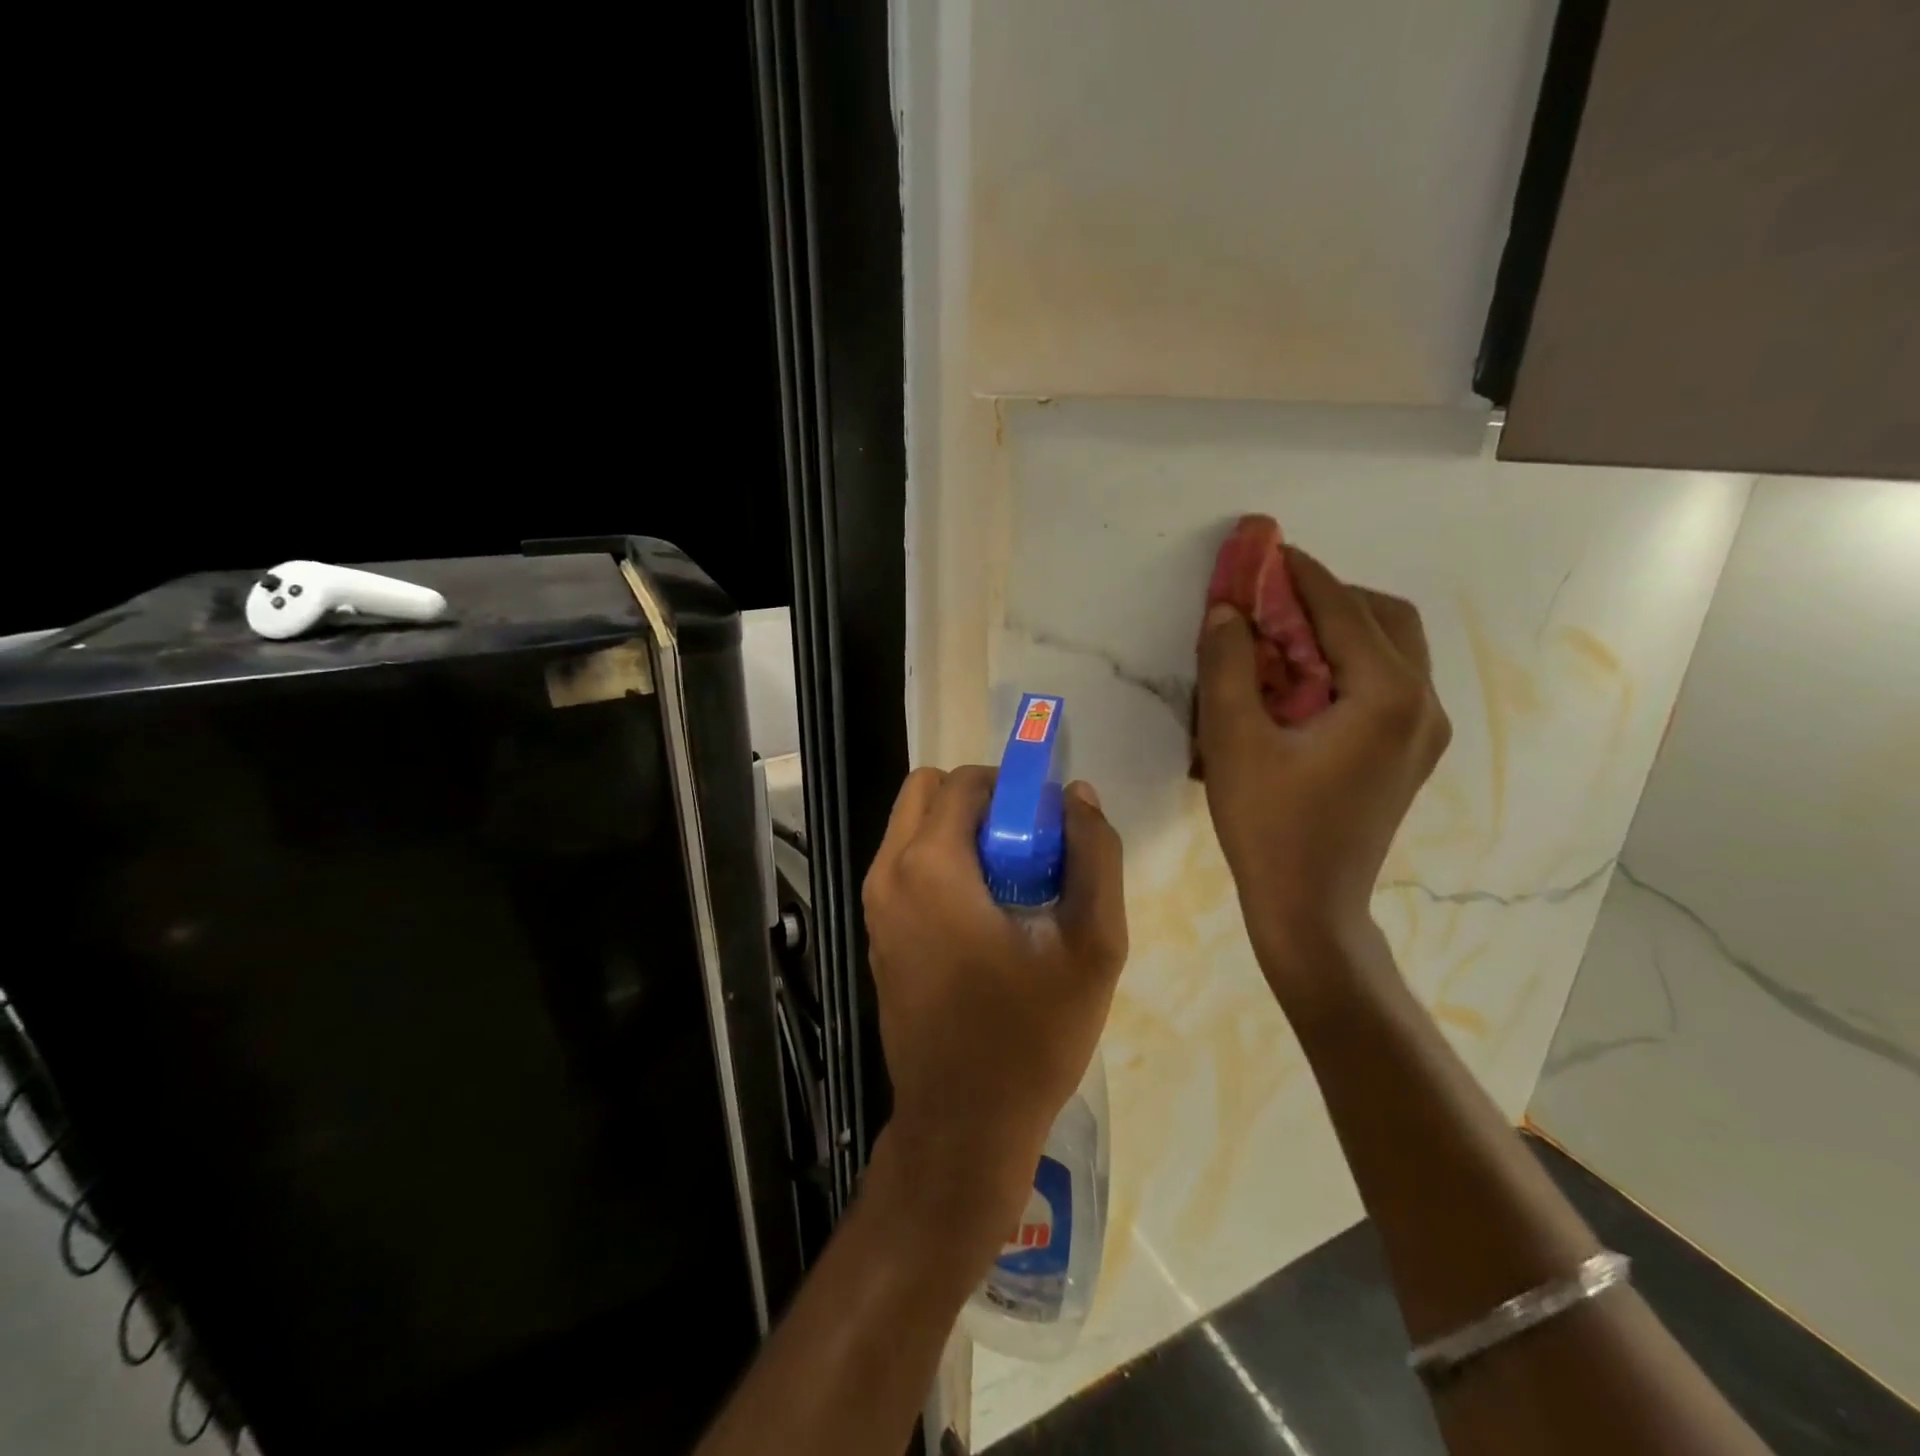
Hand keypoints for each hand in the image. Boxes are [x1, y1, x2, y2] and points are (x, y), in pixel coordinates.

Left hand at [862, 766, 1126, 1240]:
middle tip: (1028, 846)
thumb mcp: (1093, 945)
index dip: (1013, 787)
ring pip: (912, 827)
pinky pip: (906, 866)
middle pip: (927, 792)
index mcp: (930, 866)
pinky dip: (942, 863)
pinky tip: (985, 916)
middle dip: (980, 801)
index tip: (1048, 825)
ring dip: (961, 833)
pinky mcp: (877, 934)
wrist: (964, 1126)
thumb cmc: (1031, 1036)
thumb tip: (1079, 796)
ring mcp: (875, 907)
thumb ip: (1095, 857)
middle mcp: (888, 874)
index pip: (965, 782)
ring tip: (1012, 884)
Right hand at [1195, 548, 1450, 995]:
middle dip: (1326, 597)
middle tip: (1270, 600)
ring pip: (1391, 649)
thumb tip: (1227, 609)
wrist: (1310, 907)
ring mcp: (1425, 731)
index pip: (1341, 610)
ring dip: (1338, 628)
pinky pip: (1387, 682)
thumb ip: (1228, 665)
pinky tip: (1302, 683)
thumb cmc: (1268, 826)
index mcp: (1387, 696)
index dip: (1298, 573)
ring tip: (1281, 639)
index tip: (1263, 547)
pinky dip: (1348, 663)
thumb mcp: (1232, 741)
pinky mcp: (1410, 752)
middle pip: (1383, 618)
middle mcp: (1423, 704)